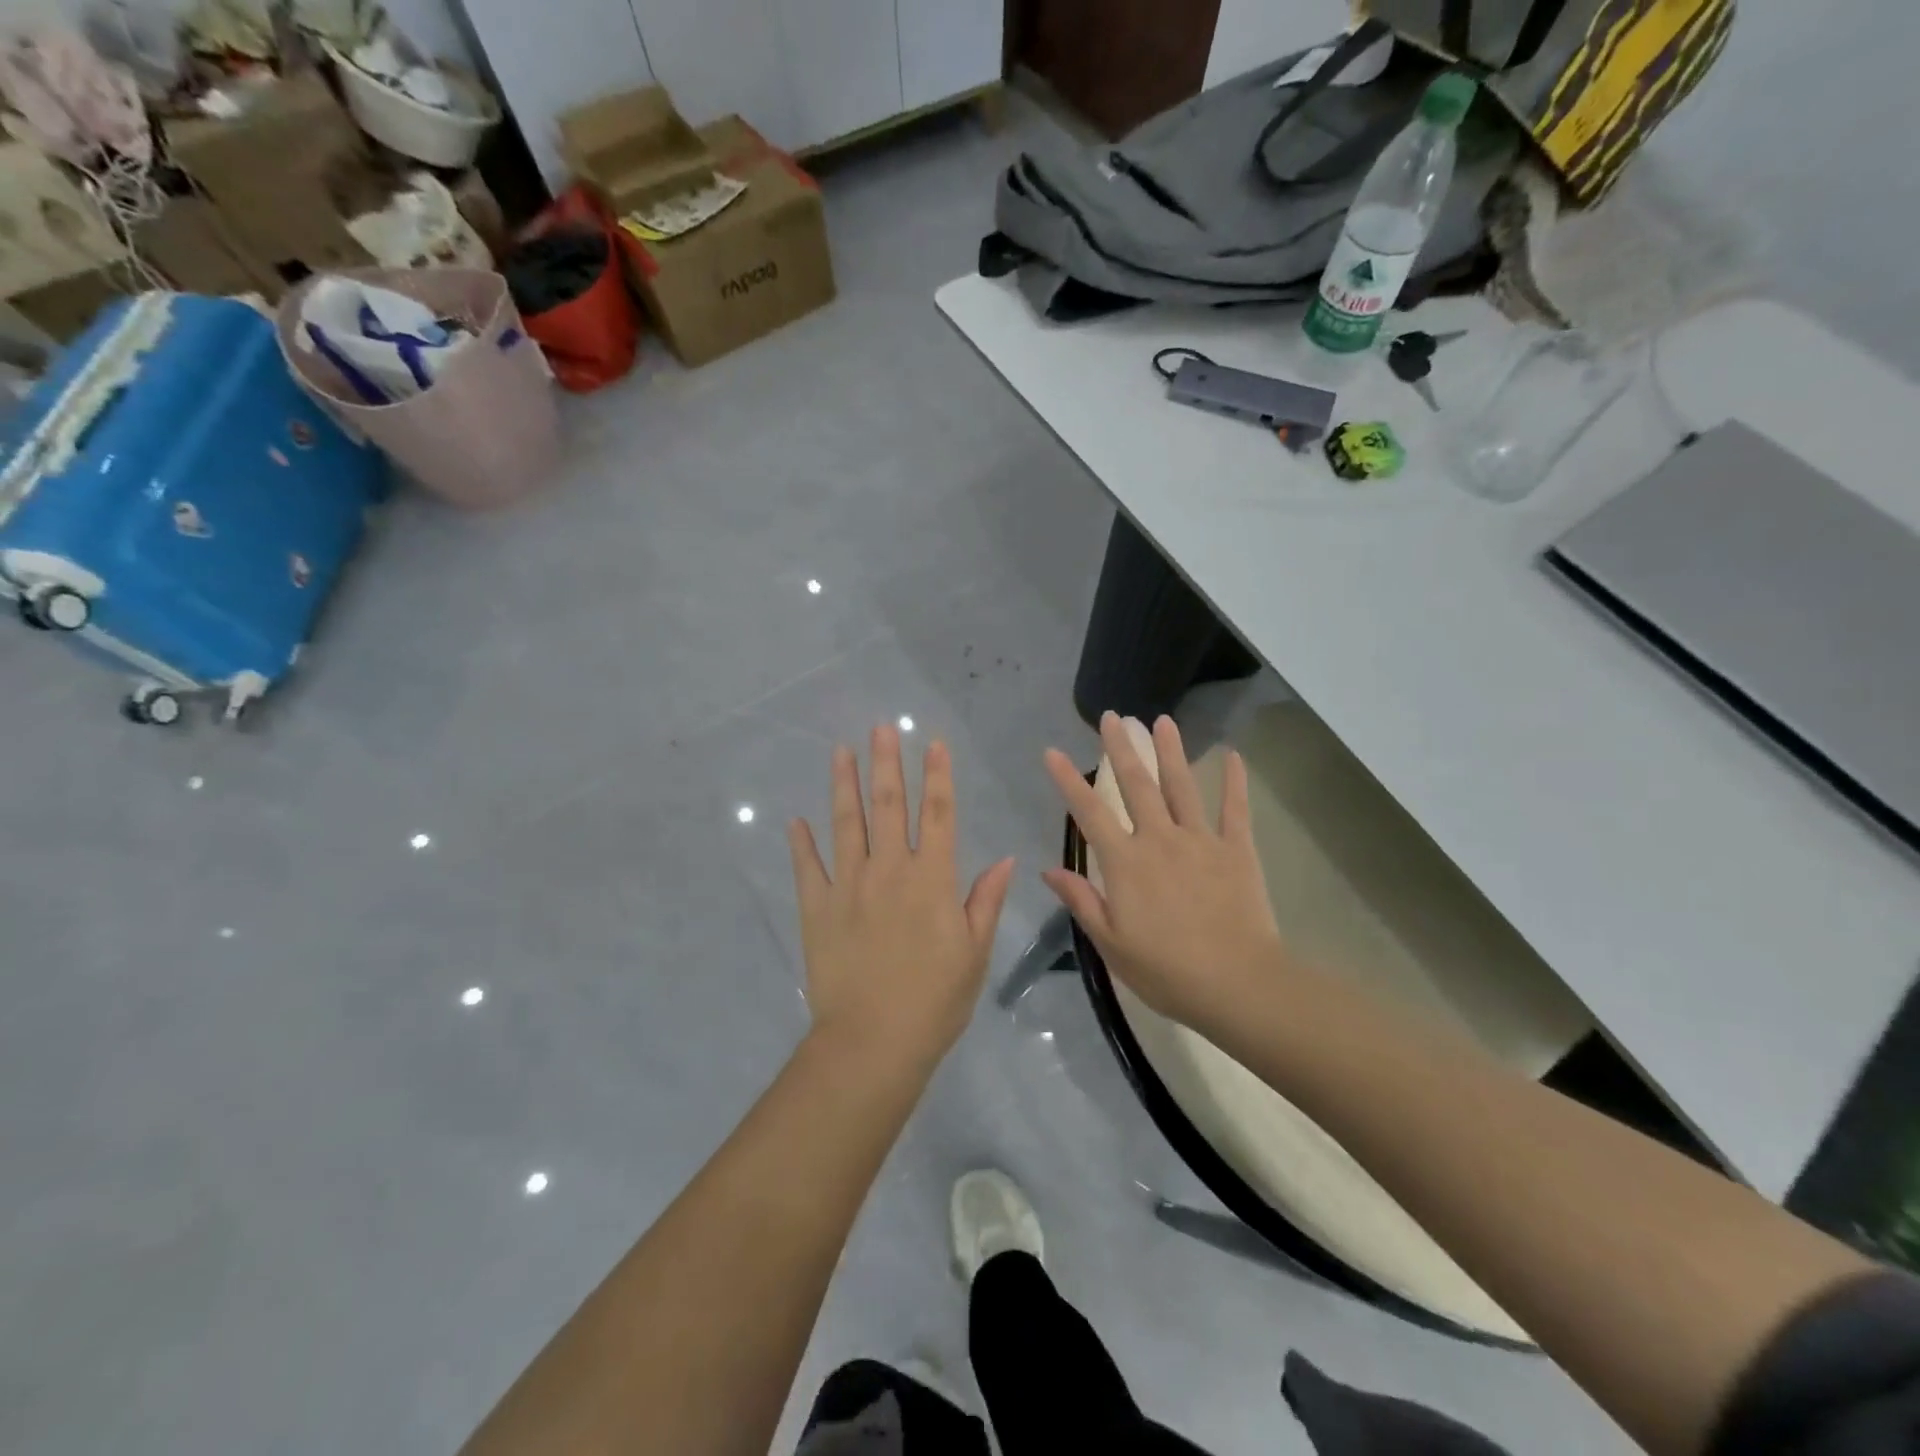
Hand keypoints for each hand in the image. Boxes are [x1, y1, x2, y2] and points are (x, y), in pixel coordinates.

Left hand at [788, 725, 1015, 1066]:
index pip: (938, 815)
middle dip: (886, 764)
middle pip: (889, 807)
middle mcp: (889, 871)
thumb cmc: (935, 1001)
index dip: (937, 776)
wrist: (873, 1042)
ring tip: (841, 752)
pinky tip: (795, 820)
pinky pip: (808, 867)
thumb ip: (985, 901)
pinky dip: (801, 843)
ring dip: (844, 786)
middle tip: (880, 728)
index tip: (933, 743)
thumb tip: (1004, 859)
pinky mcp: (816, 909)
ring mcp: (848, 887)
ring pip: (846, 825)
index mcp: (931, 880)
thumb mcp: (974, 953)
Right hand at [1042, 712, 1287, 1035]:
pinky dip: (1234, 782)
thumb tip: (1048, 870)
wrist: (1238, 985)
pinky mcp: (1237, 851)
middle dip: (1122, 747)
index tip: (1053, 752)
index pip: (1089, 813)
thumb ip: (1082, 901)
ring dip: (1170, 751)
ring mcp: (1201, 841)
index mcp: (1126, 863)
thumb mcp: (1112, 944)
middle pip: (1136, 785)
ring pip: (1181, 786)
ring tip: (1162, 720)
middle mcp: (1160, 840)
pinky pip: (1235, 809)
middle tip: (1113, 716)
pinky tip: (1233, 755)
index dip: (1068, 781)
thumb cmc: (1167, 971)